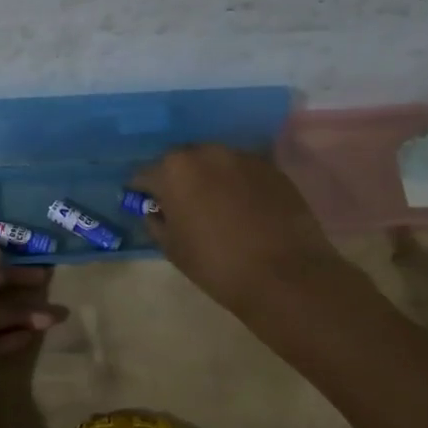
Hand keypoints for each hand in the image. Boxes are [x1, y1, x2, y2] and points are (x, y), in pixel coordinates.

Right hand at [132, 144, 350, 318]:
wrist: (285, 275)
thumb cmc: (217, 264)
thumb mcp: (172, 249)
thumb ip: (156, 222)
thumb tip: (155, 211)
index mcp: (174, 169)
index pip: (145, 174)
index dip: (142, 191)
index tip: (144, 204)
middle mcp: (206, 152)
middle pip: (182, 162)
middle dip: (177, 179)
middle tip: (181, 206)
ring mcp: (243, 157)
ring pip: (215, 164)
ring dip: (209, 179)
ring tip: (215, 207)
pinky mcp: (272, 168)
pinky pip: (243, 172)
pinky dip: (238, 185)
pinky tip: (244, 209)